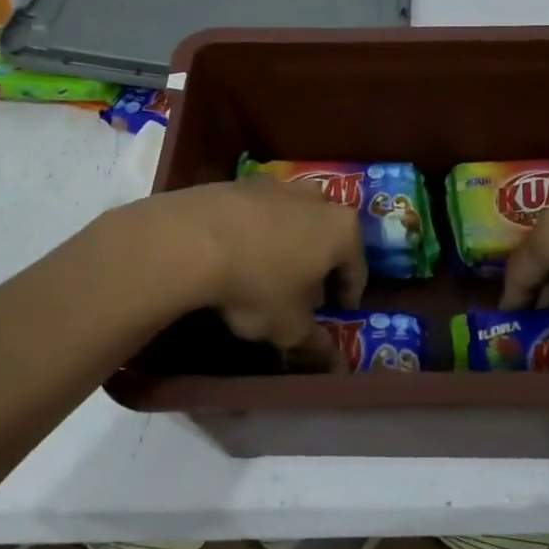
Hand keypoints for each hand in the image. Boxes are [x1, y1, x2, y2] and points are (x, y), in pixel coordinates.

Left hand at [147, 178, 367, 370]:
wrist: (191, 239)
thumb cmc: (257, 284)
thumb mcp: (289, 327)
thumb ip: (316, 345)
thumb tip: (335, 365)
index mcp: (342, 230)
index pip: (357, 269)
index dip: (347, 296)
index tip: (336, 313)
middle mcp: (318, 200)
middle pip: (327, 237)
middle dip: (319, 265)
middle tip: (303, 295)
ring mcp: (278, 185)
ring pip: (294, 220)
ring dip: (289, 244)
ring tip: (268, 273)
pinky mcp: (242, 182)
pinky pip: (260, 213)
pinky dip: (257, 232)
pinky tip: (238, 254)